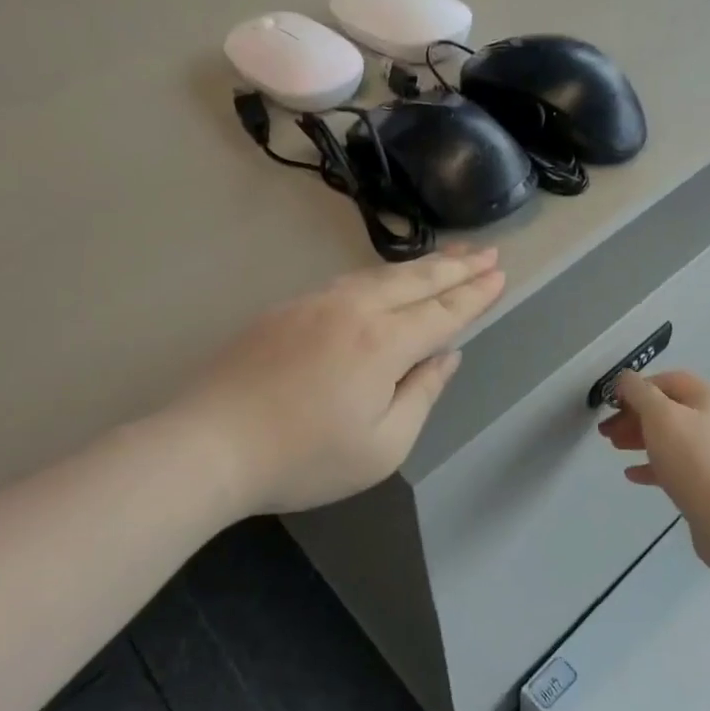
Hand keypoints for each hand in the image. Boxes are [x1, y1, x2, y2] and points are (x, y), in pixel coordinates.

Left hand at [175, 247, 505, 515]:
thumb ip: (421, 395)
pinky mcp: (285, 309)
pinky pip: (346, 283)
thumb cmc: (303, 458)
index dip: (474, 295)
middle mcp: (352, 310)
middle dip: (455, 267)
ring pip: (378, 275)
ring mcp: (314, 304)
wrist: (210, 443)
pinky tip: (383, 281)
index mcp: (382, 343)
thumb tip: (446, 356)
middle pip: (414, 282)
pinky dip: (379, 277)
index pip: (442, 312)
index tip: (499, 275)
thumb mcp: (382, 446)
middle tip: (487, 252)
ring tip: (447, 258)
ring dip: (418, 266)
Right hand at [598, 370, 709, 567]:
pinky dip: (655, 466)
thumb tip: (626, 378)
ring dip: (641, 439)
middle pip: (669, 410)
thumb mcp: (659, 415)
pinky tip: (633, 475)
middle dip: (634, 417)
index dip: (637, 387)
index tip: (611, 403)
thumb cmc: (693, 457)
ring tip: (615, 448)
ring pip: (672, 438)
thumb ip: (638, 392)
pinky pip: (679, 467)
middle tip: (606, 431)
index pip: (668, 380)